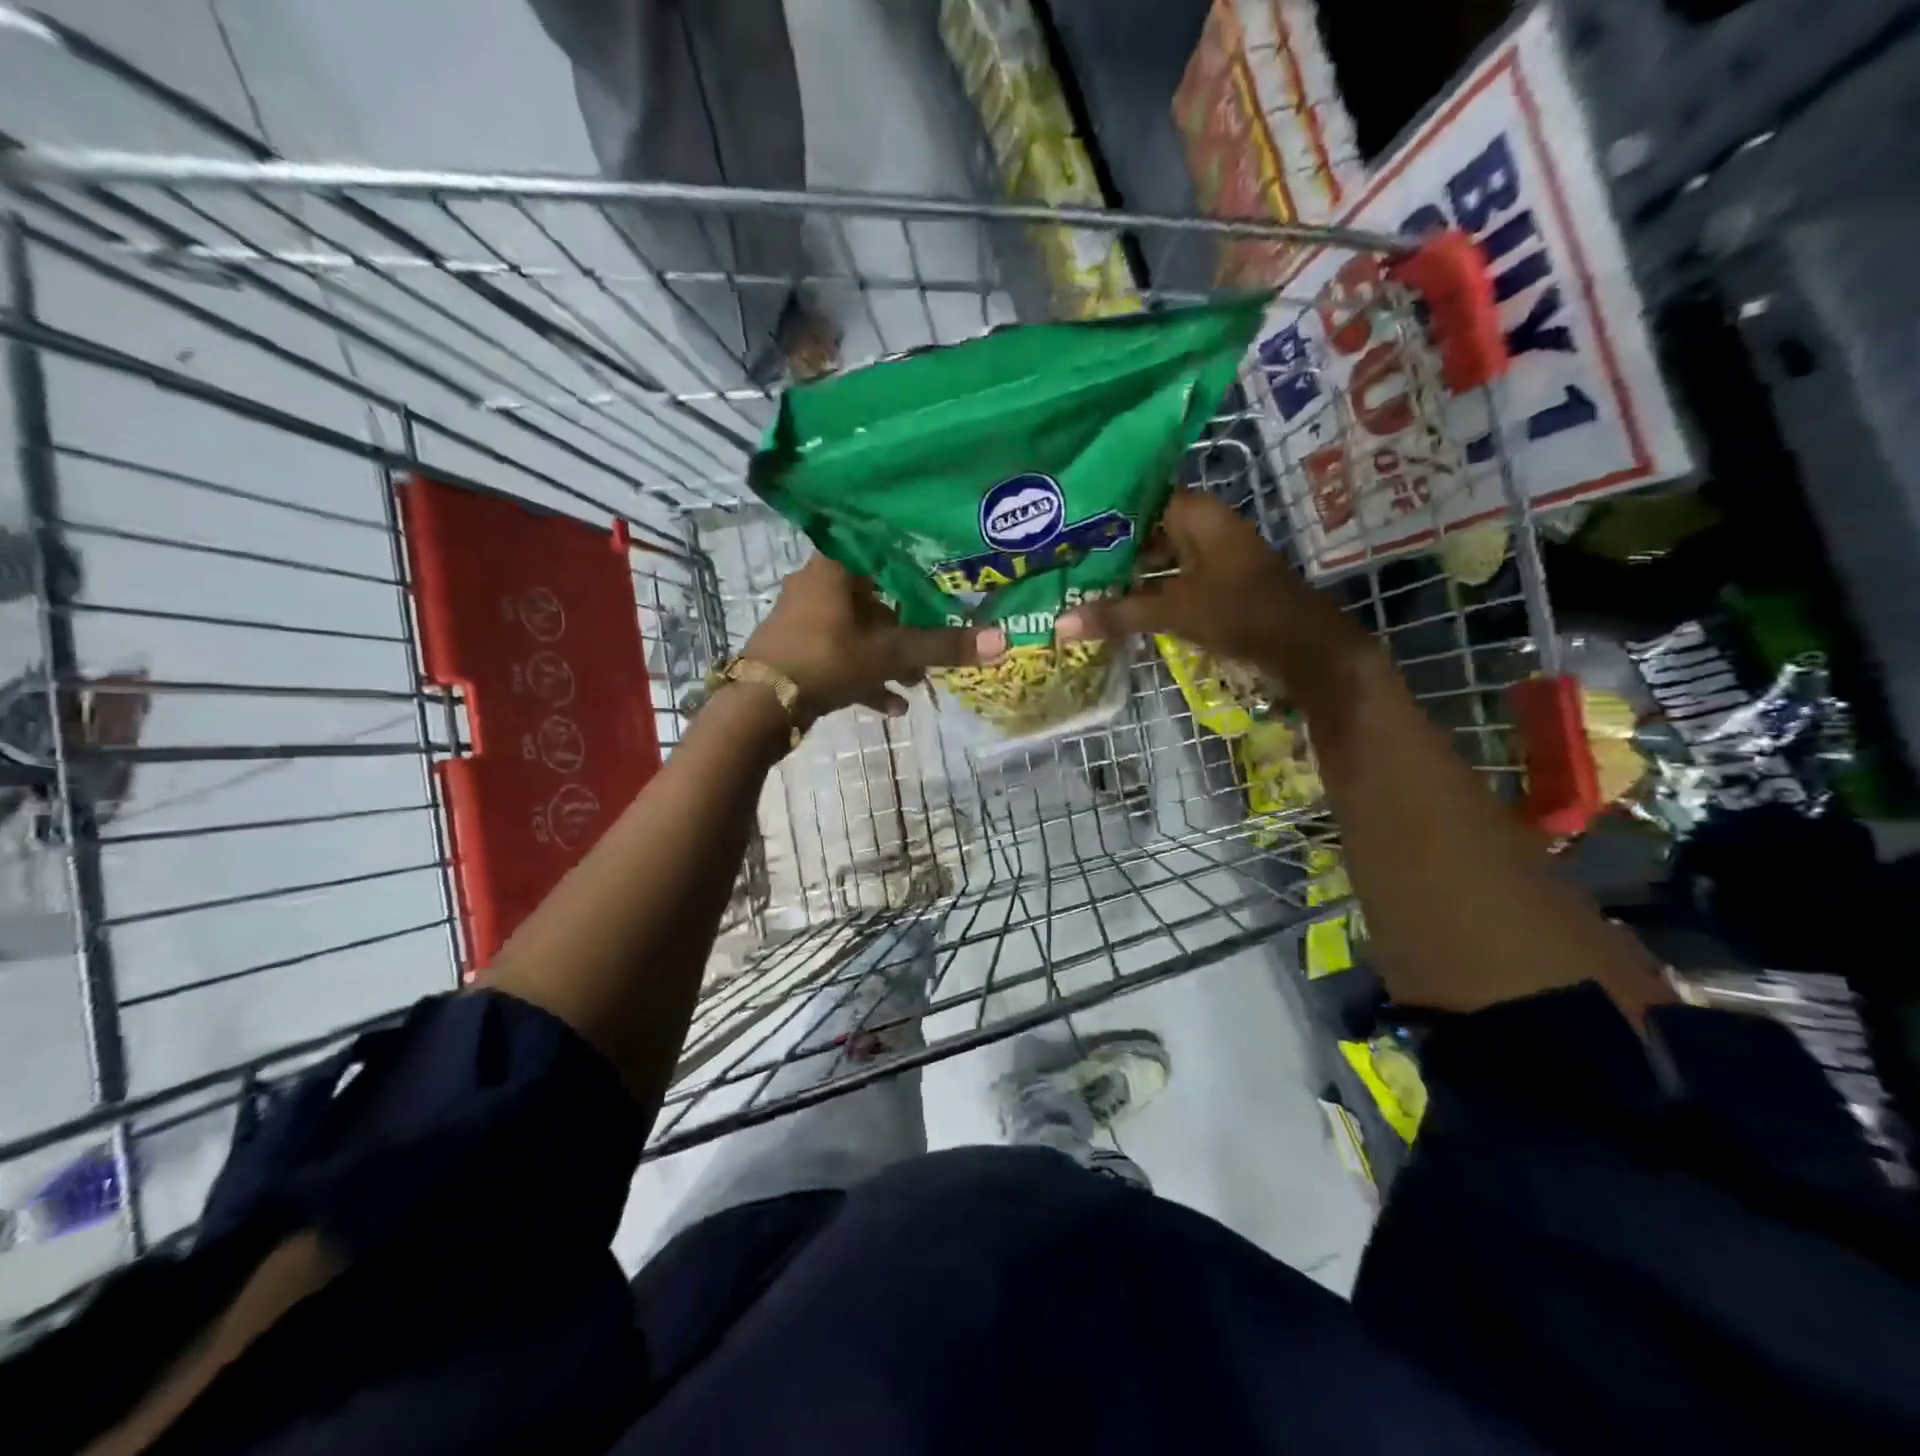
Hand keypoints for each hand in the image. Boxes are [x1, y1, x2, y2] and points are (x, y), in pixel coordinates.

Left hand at [743, 555, 1004, 719]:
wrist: (761, 706)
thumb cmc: (827, 659)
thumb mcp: (891, 652)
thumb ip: (943, 647)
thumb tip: (1003, 641)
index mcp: (835, 567)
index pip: (881, 547)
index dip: (914, 560)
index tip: (943, 574)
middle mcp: (817, 586)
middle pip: (875, 596)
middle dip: (907, 624)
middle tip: (935, 640)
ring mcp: (805, 621)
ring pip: (859, 632)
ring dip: (889, 656)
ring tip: (917, 681)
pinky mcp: (799, 653)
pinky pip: (842, 659)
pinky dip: (866, 678)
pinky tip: (891, 708)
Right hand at [1057, 490, 1362, 672]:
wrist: (1303, 646)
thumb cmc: (1240, 611)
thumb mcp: (1173, 611)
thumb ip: (1117, 614)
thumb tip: (1060, 624)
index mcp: (1195, 513)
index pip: (1137, 497)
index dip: (1100, 510)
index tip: (1061, 524)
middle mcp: (1203, 525)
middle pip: (1144, 529)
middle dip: (1106, 546)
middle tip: (1060, 558)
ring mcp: (1210, 554)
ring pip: (1156, 556)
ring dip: (1125, 572)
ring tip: (1078, 582)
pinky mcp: (1214, 582)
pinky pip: (1170, 578)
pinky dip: (1145, 589)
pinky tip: (1113, 604)